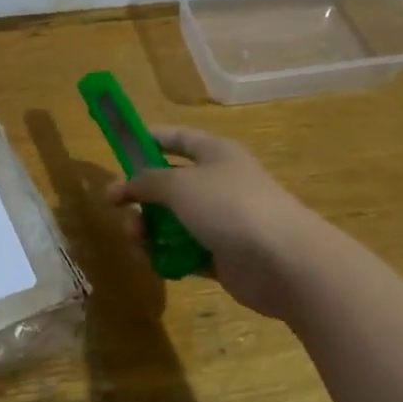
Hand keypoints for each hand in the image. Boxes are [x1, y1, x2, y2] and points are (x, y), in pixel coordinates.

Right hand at [106, 126, 325, 319]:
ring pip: (172, 221)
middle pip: (169, 185)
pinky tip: (153, 263)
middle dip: (140, 198)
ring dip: (147, 231)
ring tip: (137, 245)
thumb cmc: (230, 207)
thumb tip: (119, 187)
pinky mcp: (221, 255)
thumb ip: (145, 182)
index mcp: (215, 154)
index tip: (118, 149)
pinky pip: (183, 252)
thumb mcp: (179, 185)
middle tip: (119, 212)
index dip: (148, 139)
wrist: (283, 261)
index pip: (177, 138)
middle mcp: (218, 183)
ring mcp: (221, 221)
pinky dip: (166, 256)